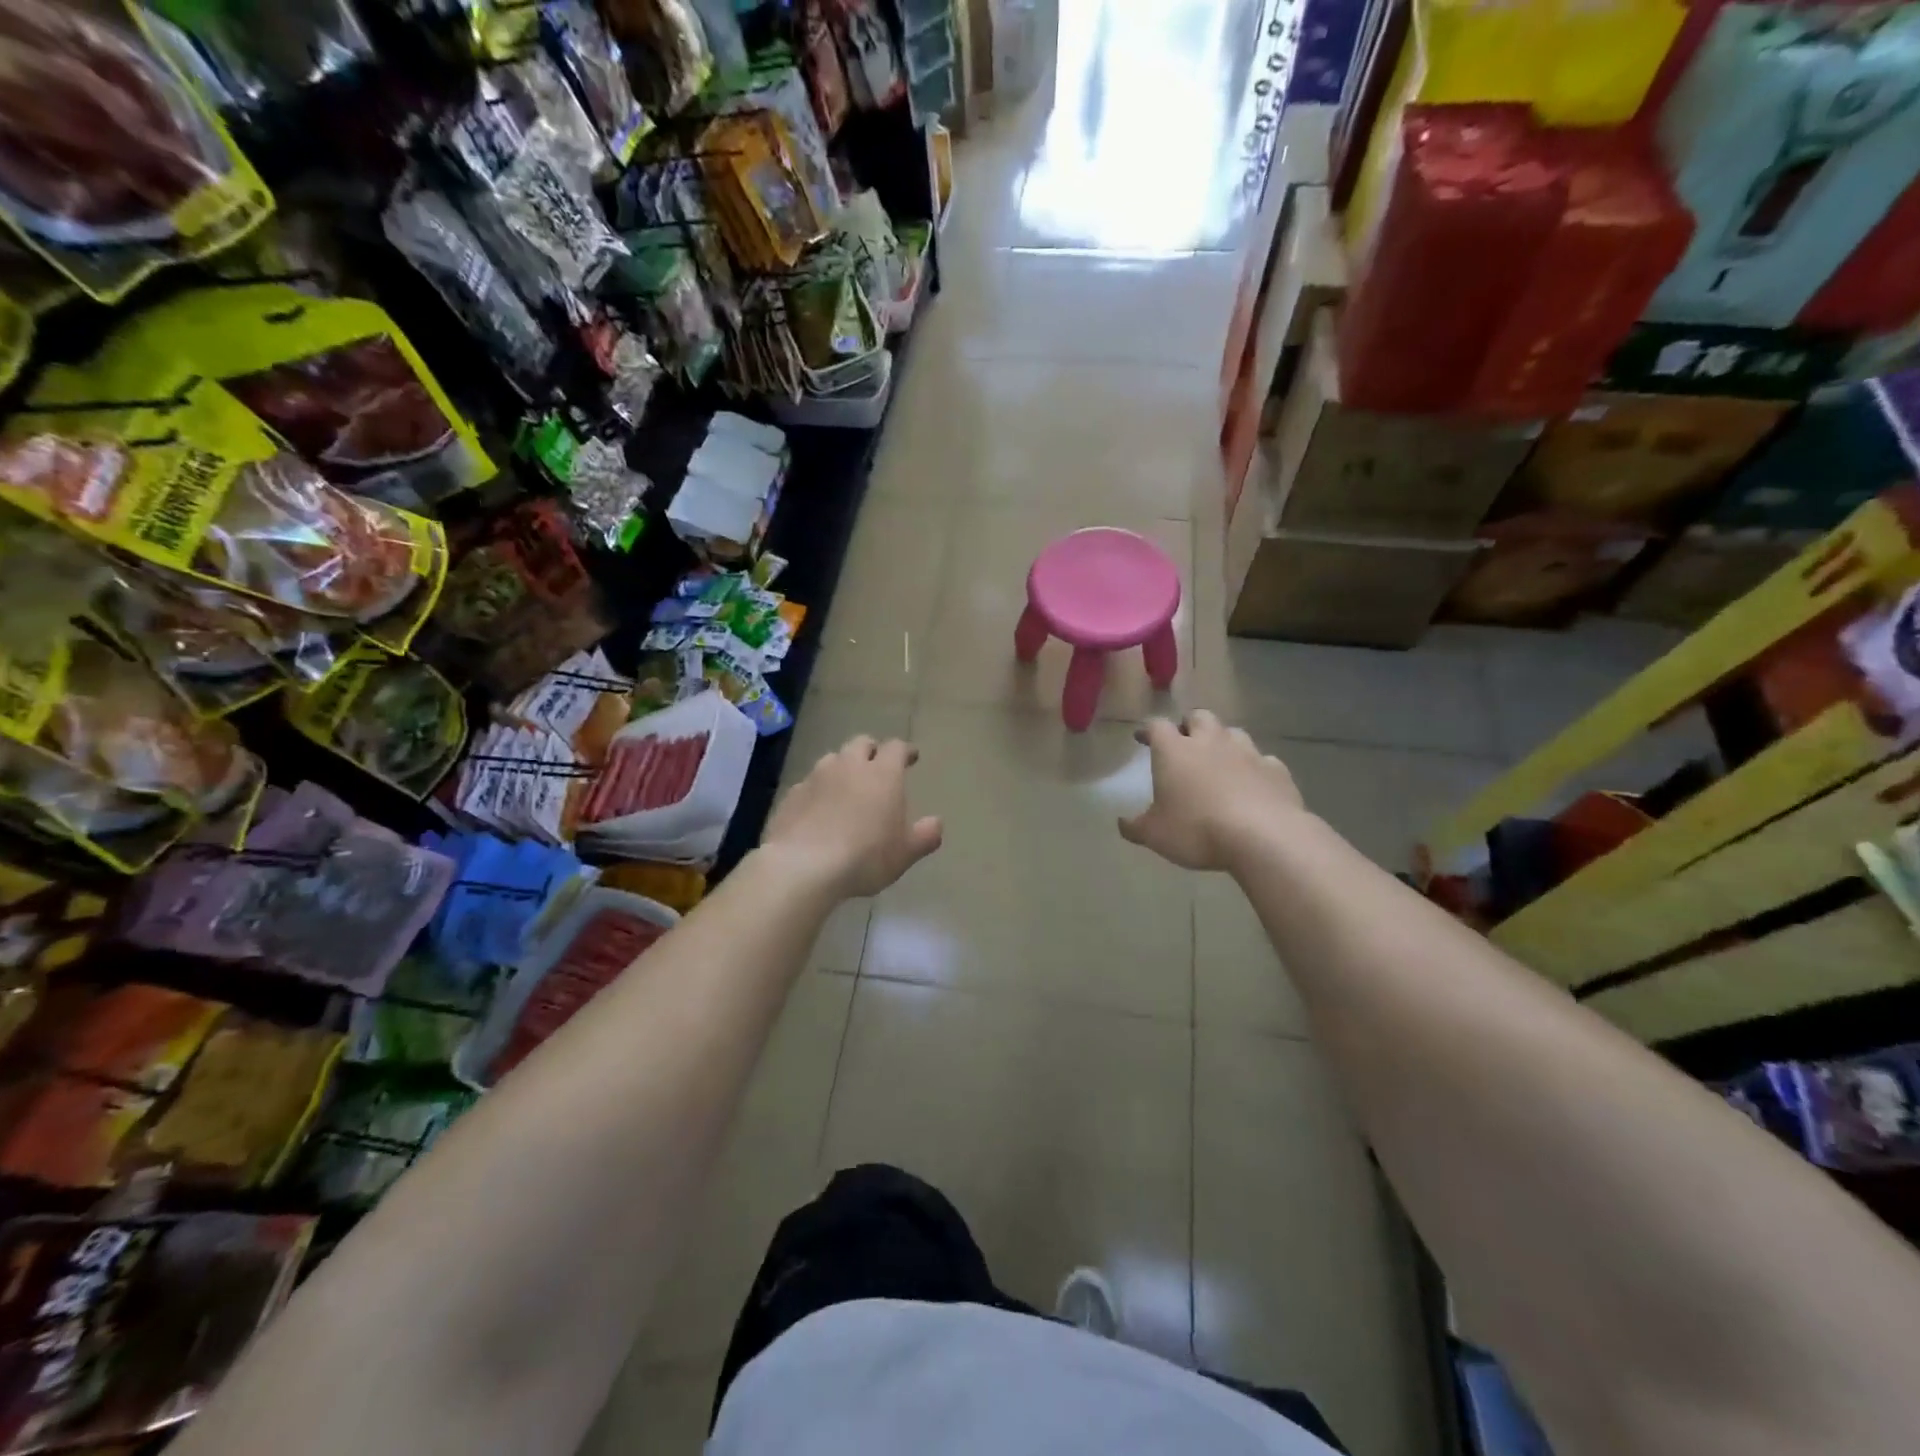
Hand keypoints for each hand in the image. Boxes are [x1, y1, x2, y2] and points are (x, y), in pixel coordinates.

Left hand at [762, 736, 943, 897]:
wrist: (804, 866)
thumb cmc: (865, 856)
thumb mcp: (906, 852)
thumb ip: (925, 835)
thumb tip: (936, 823)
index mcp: (883, 774)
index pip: (896, 747)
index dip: (905, 750)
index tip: (910, 757)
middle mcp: (849, 766)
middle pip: (861, 743)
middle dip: (871, 750)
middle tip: (877, 765)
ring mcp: (816, 777)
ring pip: (832, 759)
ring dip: (842, 767)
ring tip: (846, 786)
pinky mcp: (791, 794)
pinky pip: (808, 783)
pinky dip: (818, 790)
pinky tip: (818, 809)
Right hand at [1119, 711, 1306, 870]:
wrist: (1264, 836)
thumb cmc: (1197, 830)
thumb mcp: (1154, 835)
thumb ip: (1135, 827)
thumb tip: (1122, 823)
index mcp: (1175, 751)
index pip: (1157, 726)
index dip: (1148, 730)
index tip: (1142, 738)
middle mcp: (1211, 742)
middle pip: (1199, 717)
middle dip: (1189, 725)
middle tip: (1184, 742)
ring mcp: (1248, 752)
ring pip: (1233, 732)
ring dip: (1223, 741)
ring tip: (1219, 760)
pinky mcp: (1276, 769)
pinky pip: (1263, 760)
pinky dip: (1254, 767)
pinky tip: (1252, 783)